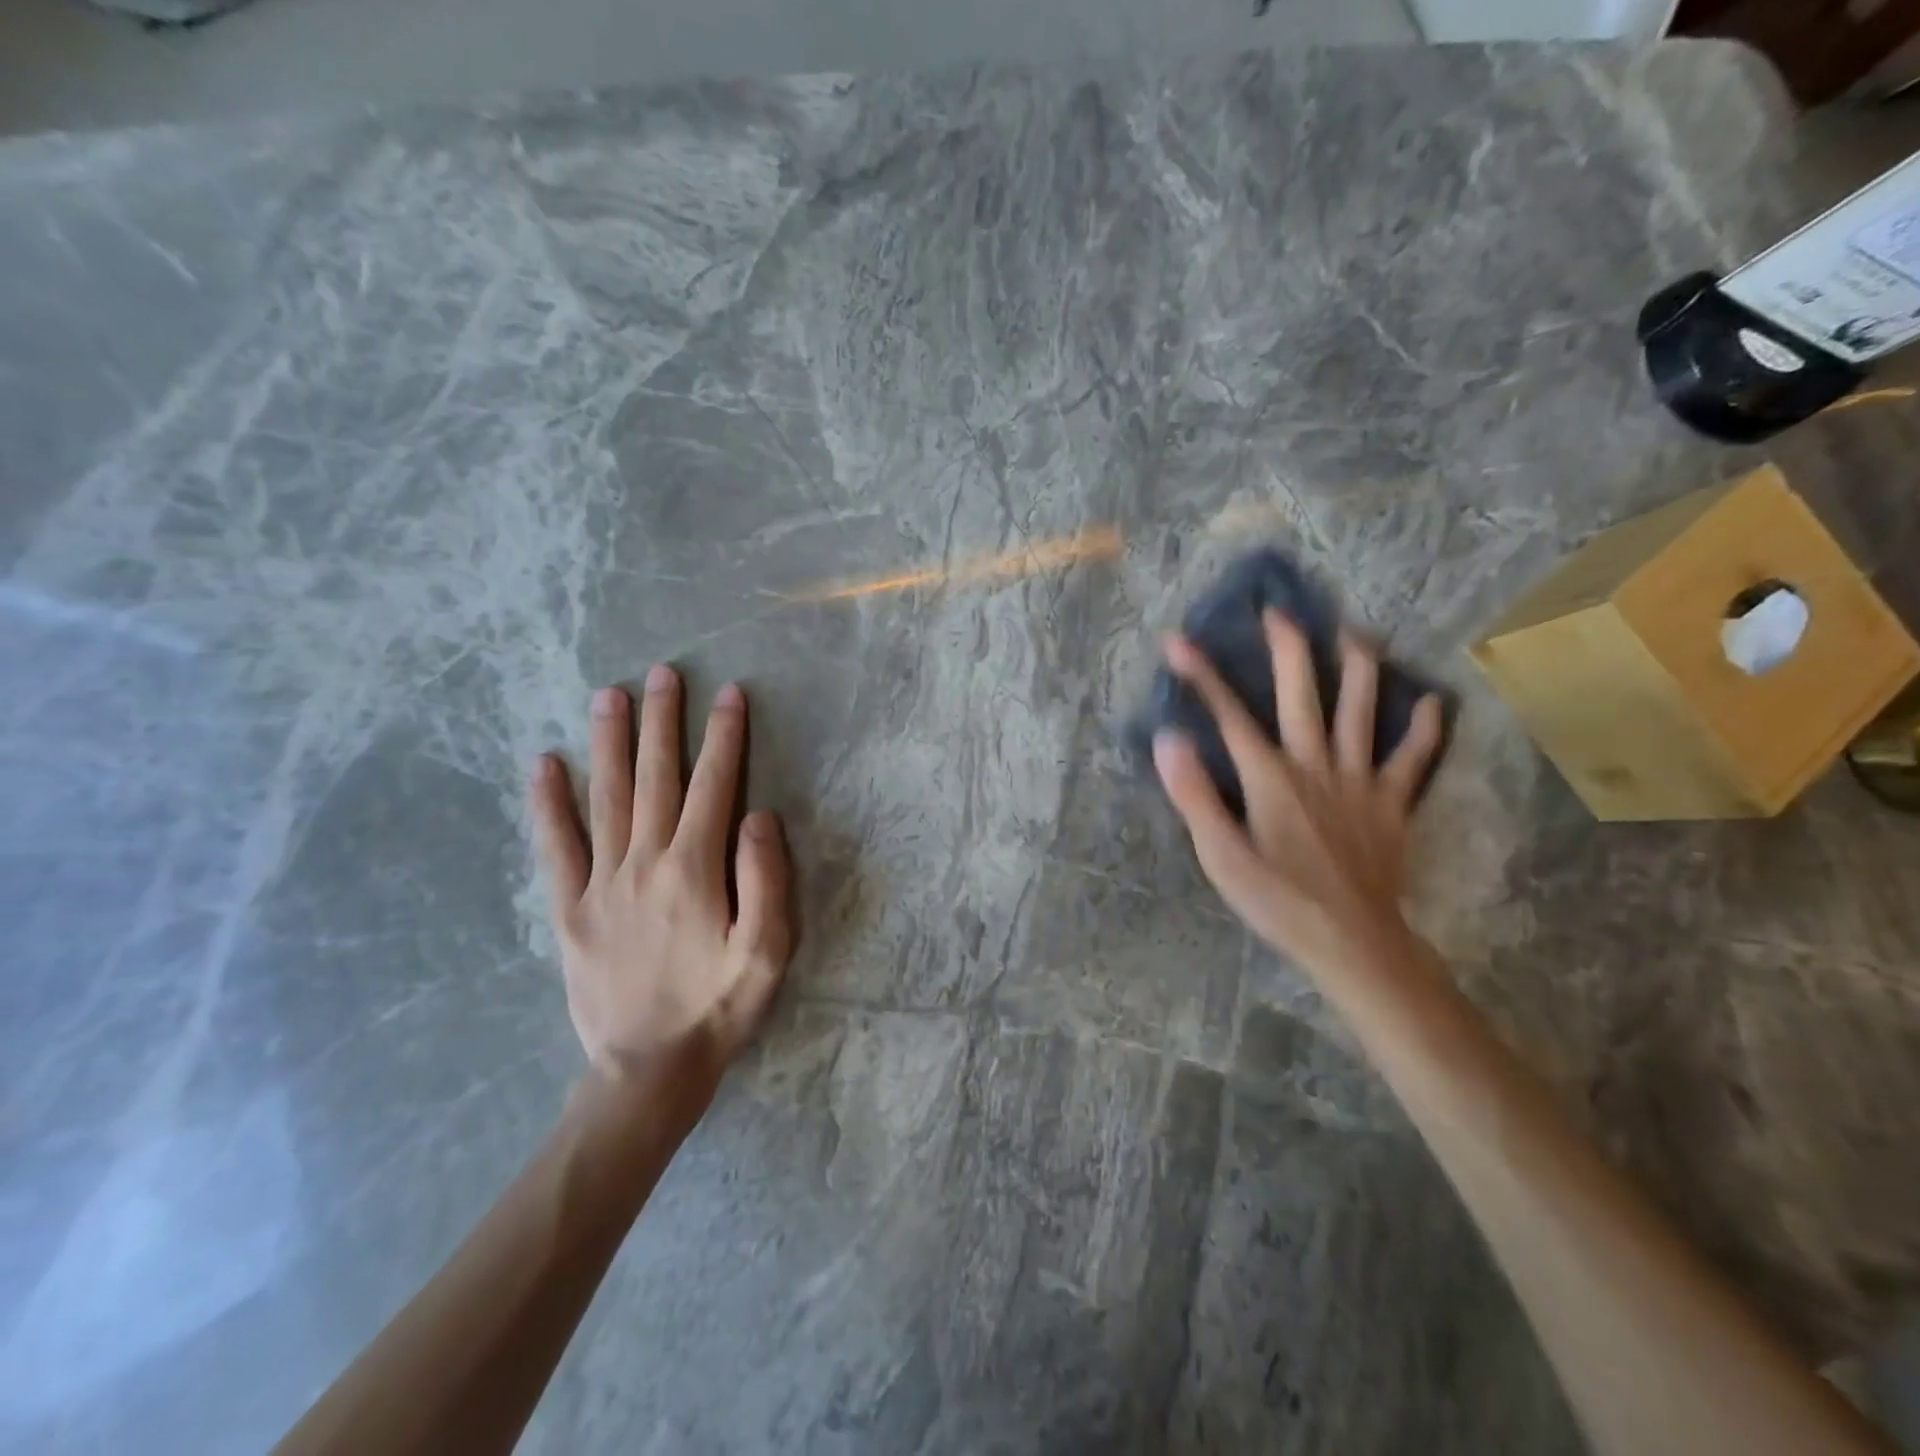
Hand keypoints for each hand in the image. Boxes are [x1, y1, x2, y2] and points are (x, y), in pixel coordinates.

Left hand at [530, 665, 792, 1084]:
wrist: (649, 1069)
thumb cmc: (719, 1007)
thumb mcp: (768, 951)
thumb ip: (766, 879)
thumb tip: (757, 814)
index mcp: (695, 869)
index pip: (715, 786)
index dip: (724, 737)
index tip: (730, 694)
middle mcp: (645, 862)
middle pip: (656, 777)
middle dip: (663, 721)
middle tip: (663, 673)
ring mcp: (601, 883)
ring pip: (607, 797)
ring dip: (610, 742)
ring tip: (610, 695)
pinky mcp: (570, 908)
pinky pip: (557, 846)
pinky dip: (549, 803)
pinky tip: (545, 765)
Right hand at [1152, 612, 1443, 976]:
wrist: (1353, 943)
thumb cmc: (1278, 901)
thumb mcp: (1220, 855)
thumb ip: (1194, 795)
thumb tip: (1168, 738)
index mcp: (1269, 777)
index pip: (1229, 715)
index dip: (1201, 676)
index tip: (1177, 640)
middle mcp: (1315, 765)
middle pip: (1301, 695)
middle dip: (1288, 650)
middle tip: (1280, 612)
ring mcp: (1360, 781)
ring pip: (1362, 711)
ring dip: (1359, 668)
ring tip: (1355, 632)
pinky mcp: (1392, 804)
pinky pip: (1413, 759)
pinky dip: (1423, 730)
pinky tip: (1432, 703)